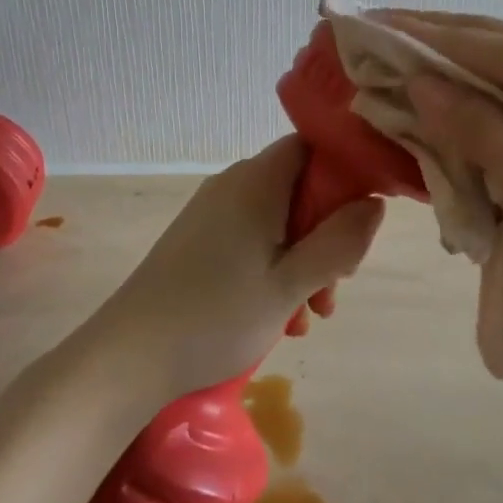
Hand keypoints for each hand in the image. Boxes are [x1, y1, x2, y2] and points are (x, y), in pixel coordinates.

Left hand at [88, 136, 384, 398]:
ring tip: (306, 316)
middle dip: (326, 234)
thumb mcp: (291, 284)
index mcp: (258, 181)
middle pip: (299, 187)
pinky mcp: (197, 238)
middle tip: (332, 288)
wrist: (128, 356)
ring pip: (277, 219)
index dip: (344, 175)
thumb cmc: (217, 315)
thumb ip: (340, 242)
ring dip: (302, 259)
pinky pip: (250, 237)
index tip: (357, 223)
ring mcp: (212, 211)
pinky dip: (273, 266)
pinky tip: (277, 316)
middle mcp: (233, 184)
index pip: (313, 147)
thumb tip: (375, 204)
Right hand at [388, 11, 502, 305]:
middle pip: (489, 39)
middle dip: (432, 39)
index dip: (407, 35)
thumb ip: (476, 126)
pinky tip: (489, 108)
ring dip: (467, 68)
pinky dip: (502, 93)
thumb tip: (422, 83)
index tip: (359, 24)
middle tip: (380, 38)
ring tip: (422, 74)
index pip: (463, 40)